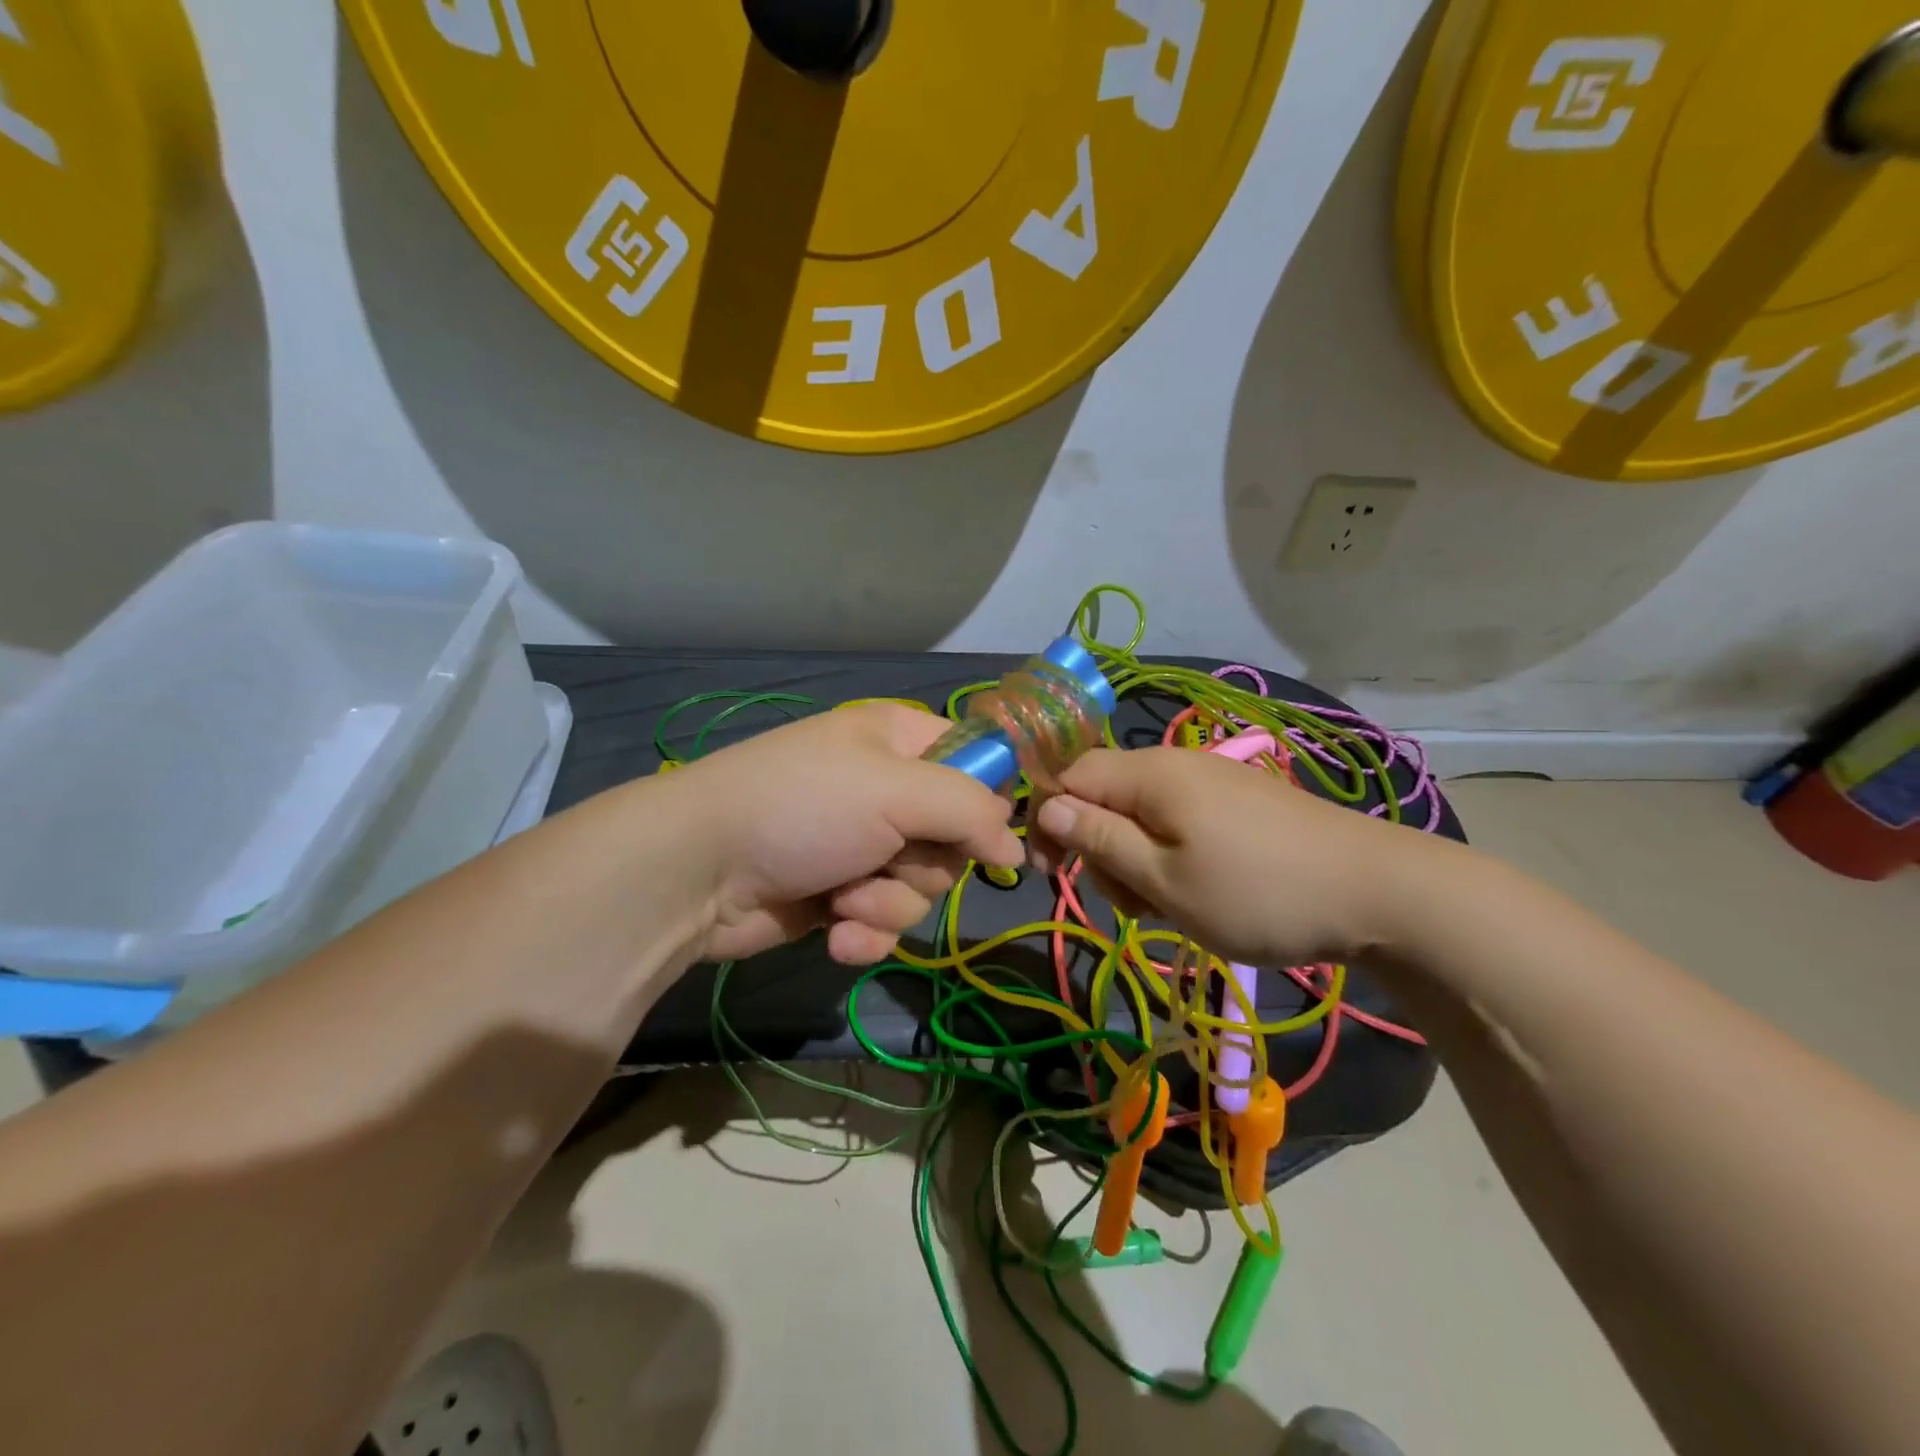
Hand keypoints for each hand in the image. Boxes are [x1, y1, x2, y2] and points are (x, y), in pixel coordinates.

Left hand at [665, 703, 1022, 964]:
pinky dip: (864, 934)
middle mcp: (888, 790)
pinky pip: (884, 923)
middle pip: (955, 838)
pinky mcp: (840, 897)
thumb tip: (1014, 847)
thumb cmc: (804, 807)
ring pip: (922, 888)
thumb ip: (970, 810)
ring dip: (887, 904)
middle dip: (925, 865)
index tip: (992, 838)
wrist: (697, 870)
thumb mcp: (896, 791)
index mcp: (901, 742)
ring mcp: (863, 846)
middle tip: (888, 860)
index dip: (990, 801)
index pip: (977, 762)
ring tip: (845, 897)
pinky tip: (834, 935)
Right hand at [1030, 746, 1434, 964]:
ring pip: (1139, 811)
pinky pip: (1177, 818)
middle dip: (1098, 847)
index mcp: (1149, 774)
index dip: (1048, 820)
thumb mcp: (1164, 880)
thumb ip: (1099, 840)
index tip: (1049, 873)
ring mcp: (1210, 779)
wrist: (1379, 892)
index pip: (1068, 776)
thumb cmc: (1258, 892)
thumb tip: (1046, 806)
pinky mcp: (1236, 800)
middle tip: (1130, 901)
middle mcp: (1174, 763)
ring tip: (1167, 904)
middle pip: (1102, 795)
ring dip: (1134, 858)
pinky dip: (1169, 854)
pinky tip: (1197, 889)